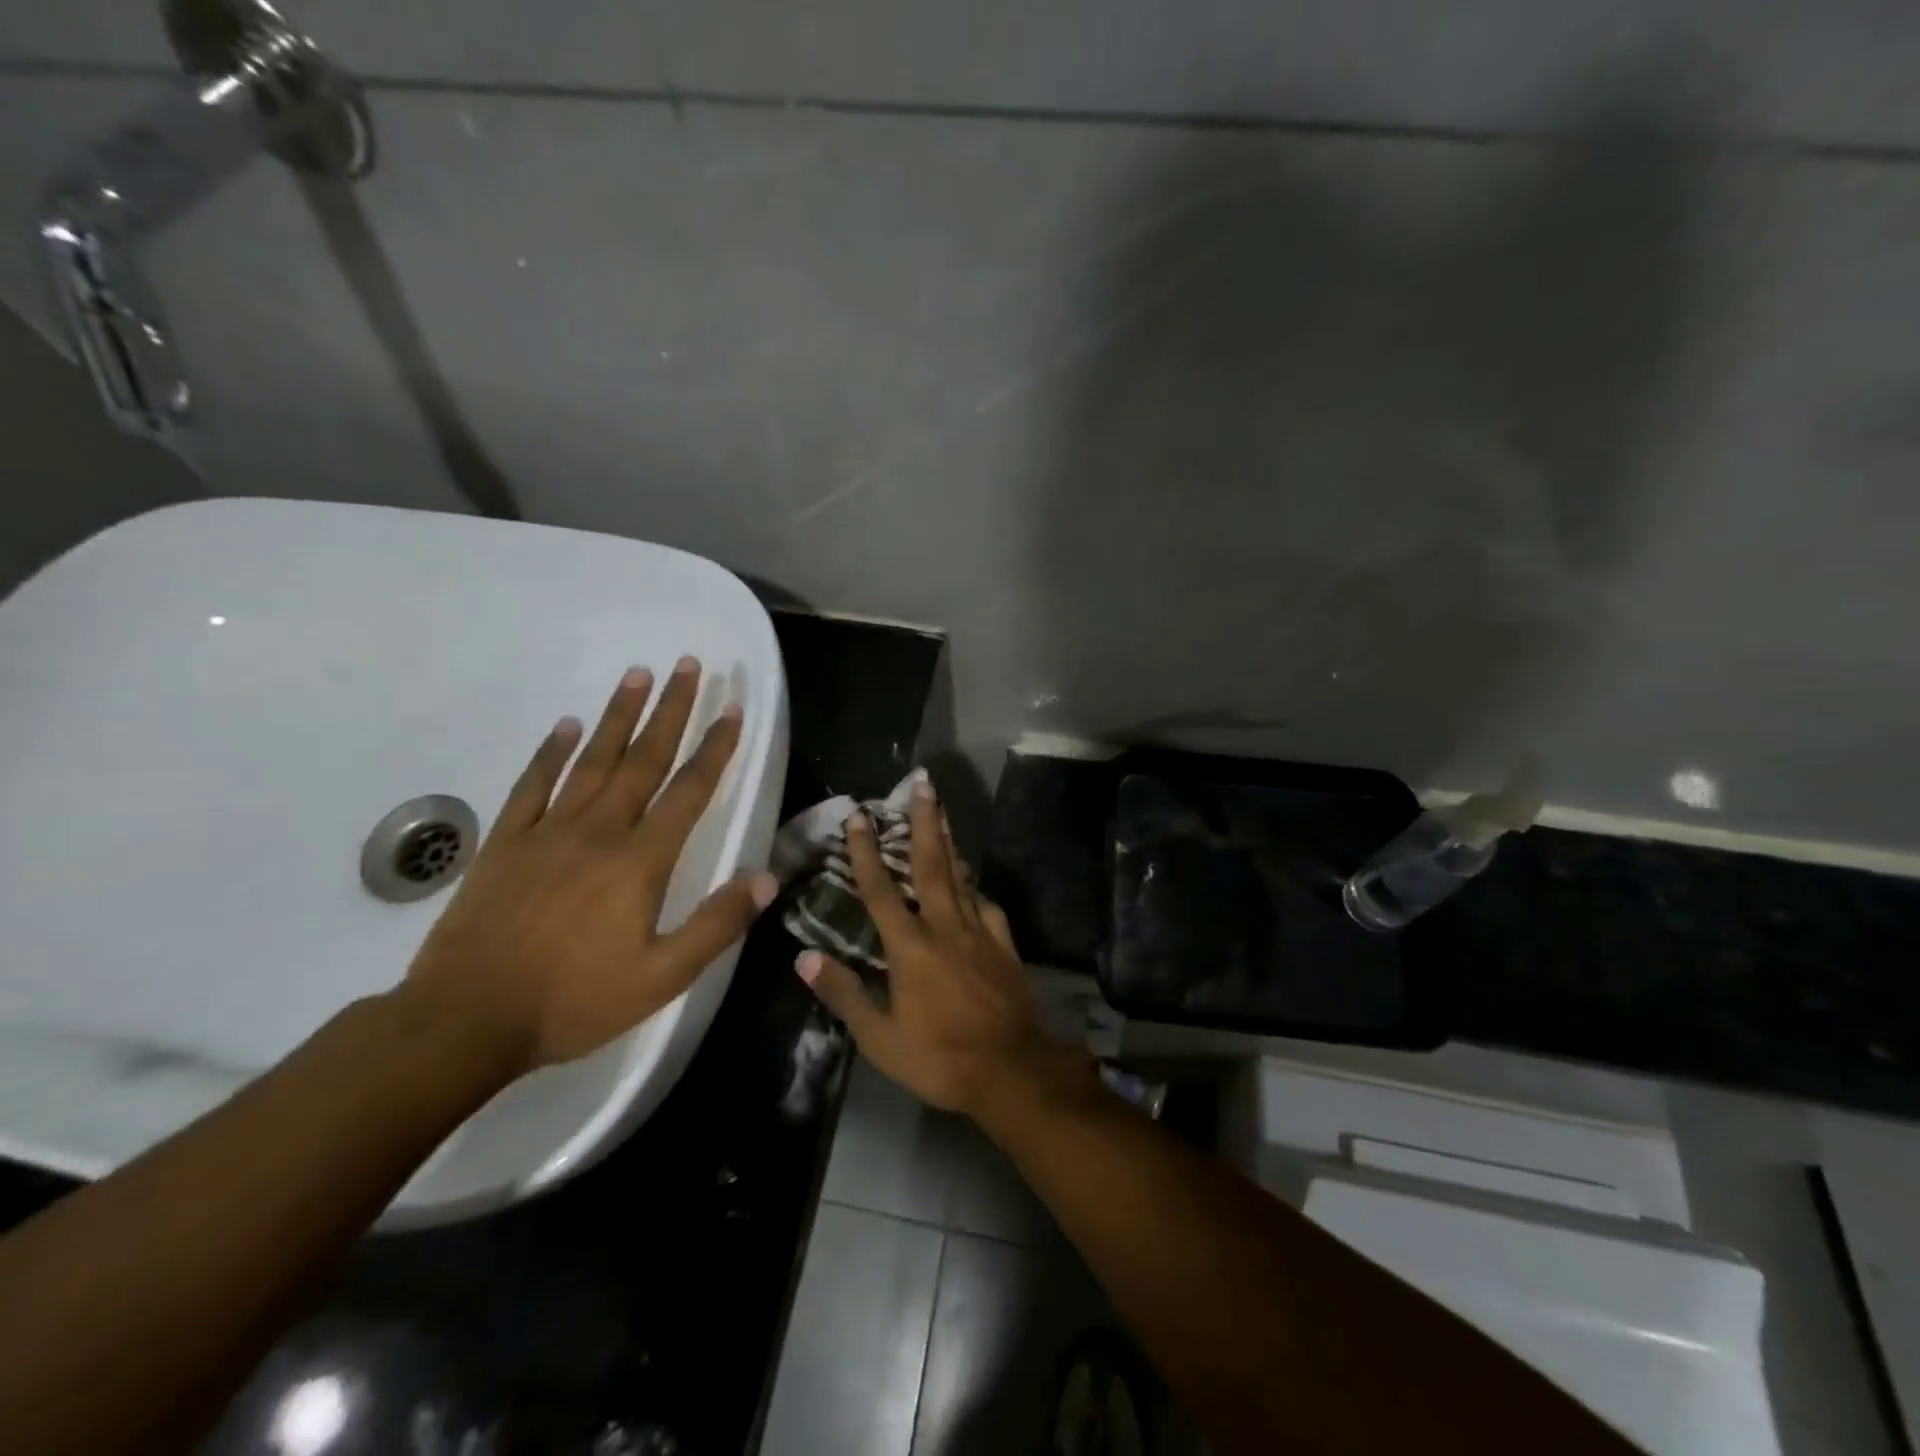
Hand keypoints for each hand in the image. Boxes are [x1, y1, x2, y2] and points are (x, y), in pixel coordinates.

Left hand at [401, 659, 777, 1078]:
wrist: (466, 1020)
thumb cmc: (574, 1001)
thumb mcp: (662, 977)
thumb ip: (717, 924)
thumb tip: (767, 877)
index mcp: (640, 861)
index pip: (689, 790)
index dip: (715, 748)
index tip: (732, 709)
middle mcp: (599, 831)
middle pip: (644, 758)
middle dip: (671, 709)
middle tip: (688, 664)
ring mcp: (548, 831)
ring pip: (592, 760)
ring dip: (618, 715)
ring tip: (638, 674)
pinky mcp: (506, 842)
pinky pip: (533, 785)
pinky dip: (551, 752)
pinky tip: (566, 726)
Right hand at [794, 776, 1084, 1117]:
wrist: (1011, 1070)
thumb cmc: (939, 1057)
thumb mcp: (880, 1037)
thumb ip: (844, 994)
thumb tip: (805, 958)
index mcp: (910, 947)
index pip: (880, 890)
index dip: (866, 852)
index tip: (858, 816)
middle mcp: (944, 927)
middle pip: (931, 865)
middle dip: (924, 822)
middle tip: (923, 784)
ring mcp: (979, 933)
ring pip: (961, 877)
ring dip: (949, 842)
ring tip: (943, 812)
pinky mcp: (1003, 946)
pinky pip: (987, 906)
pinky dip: (976, 888)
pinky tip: (972, 883)